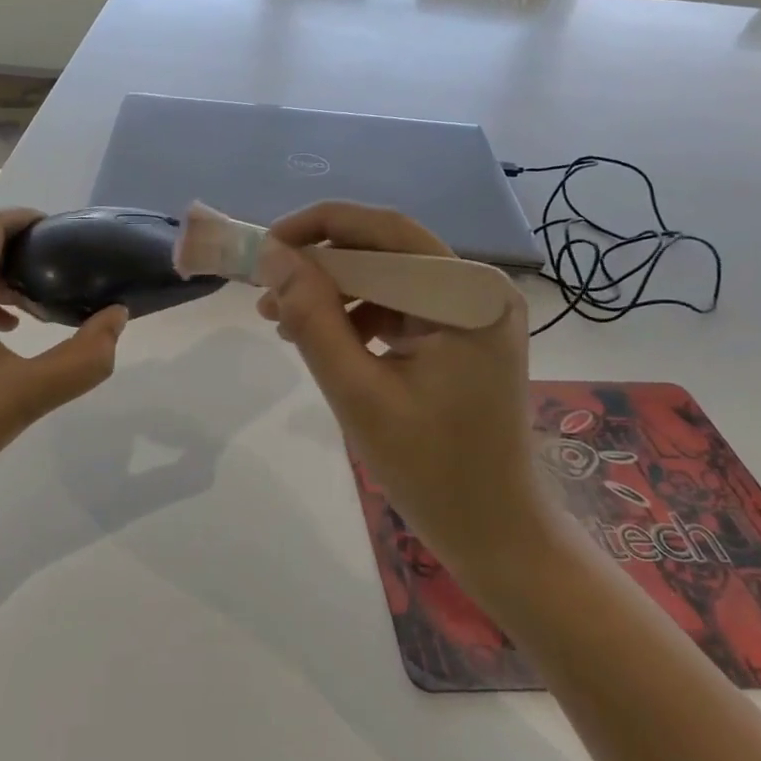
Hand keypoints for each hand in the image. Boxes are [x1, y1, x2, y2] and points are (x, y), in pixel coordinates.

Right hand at [255, 202, 557, 584]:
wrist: (495, 533)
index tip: (266, 247)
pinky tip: (321, 340)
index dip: (319, 227)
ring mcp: (473, 312)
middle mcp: (479, 289)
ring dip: (334, 292)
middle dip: (321, 264)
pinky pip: (399, 307)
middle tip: (265, 287)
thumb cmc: (432, 470)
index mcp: (469, 294)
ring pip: (388, 277)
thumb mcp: (358, 393)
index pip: (386, 231)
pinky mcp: (461, 336)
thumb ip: (314, 320)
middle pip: (387, 250)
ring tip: (281, 321)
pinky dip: (357, 317)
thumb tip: (274, 257)